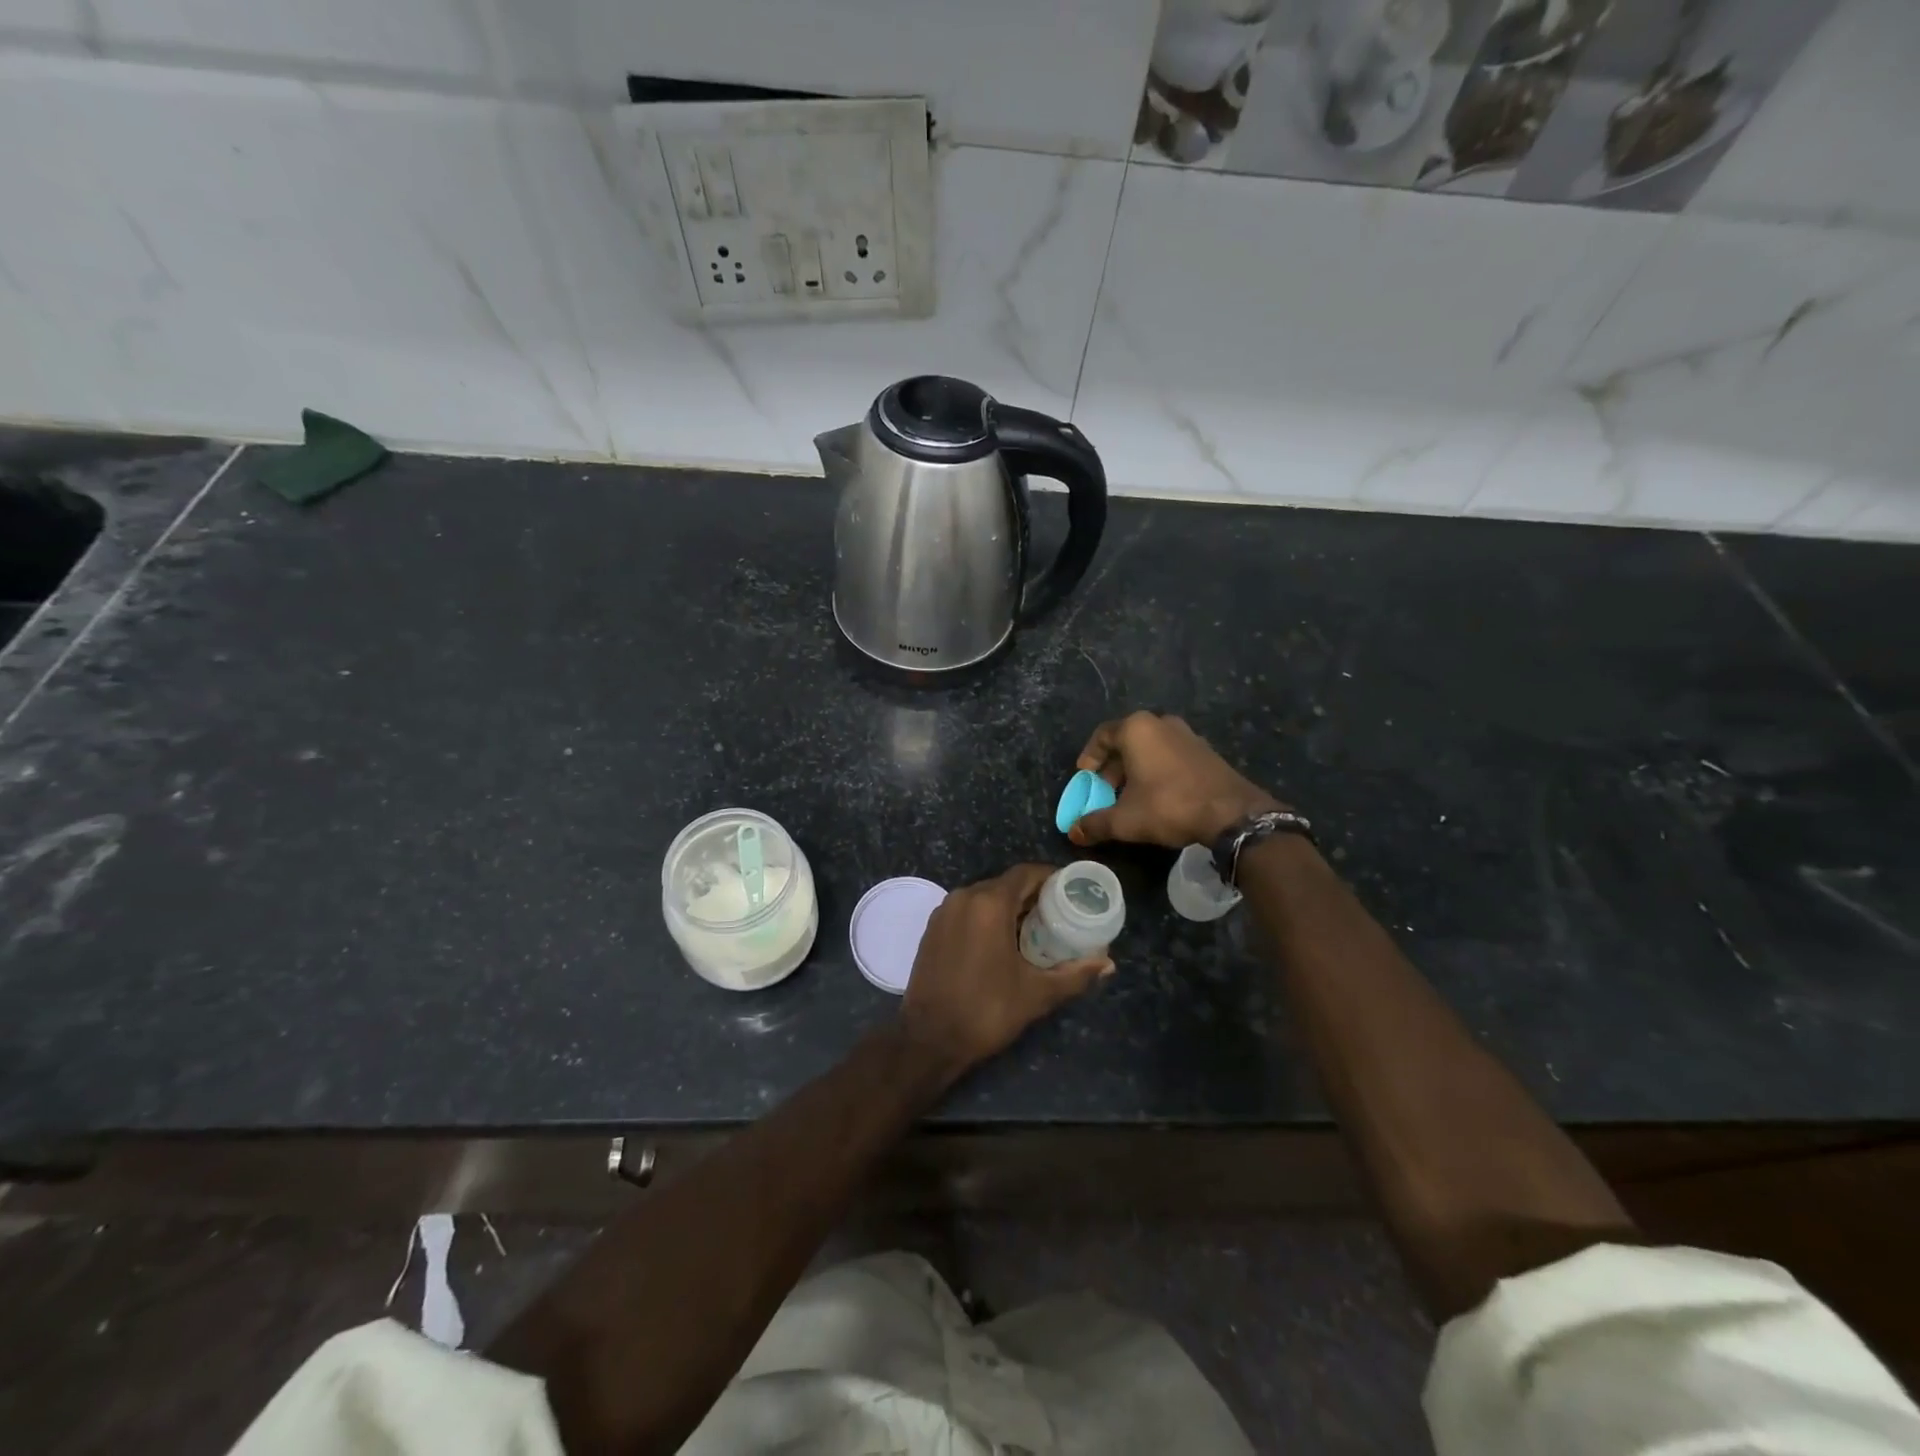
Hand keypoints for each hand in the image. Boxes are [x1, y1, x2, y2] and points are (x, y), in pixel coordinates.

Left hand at [899, 864, 1112, 1074]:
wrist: (928, 1038)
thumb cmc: (986, 1011)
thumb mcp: (1037, 994)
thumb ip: (1075, 974)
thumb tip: (1107, 963)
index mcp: (989, 904)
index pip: (1026, 873)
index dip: (1051, 878)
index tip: (1071, 891)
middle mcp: (964, 897)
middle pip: (1005, 884)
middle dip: (1032, 895)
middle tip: (1058, 915)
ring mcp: (944, 911)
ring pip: (984, 896)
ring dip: (1009, 906)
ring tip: (1034, 929)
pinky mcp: (932, 928)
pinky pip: (966, 910)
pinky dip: (986, 916)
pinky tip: (1001, 941)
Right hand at [1069, 711, 1280, 849]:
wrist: (1231, 813)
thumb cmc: (1169, 806)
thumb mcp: (1125, 820)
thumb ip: (1095, 823)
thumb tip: (1073, 832)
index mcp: (1137, 729)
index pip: (1102, 735)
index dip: (1090, 756)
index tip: (1085, 776)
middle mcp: (1161, 723)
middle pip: (1126, 740)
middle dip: (1112, 766)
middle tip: (1105, 789)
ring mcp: (1187, 735)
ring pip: (1150, 747)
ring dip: (1135, 768)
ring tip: (1130, 795)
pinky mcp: (1205, 751)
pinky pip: (1170, 754)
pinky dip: (1157, 770)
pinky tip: (1157, 796)